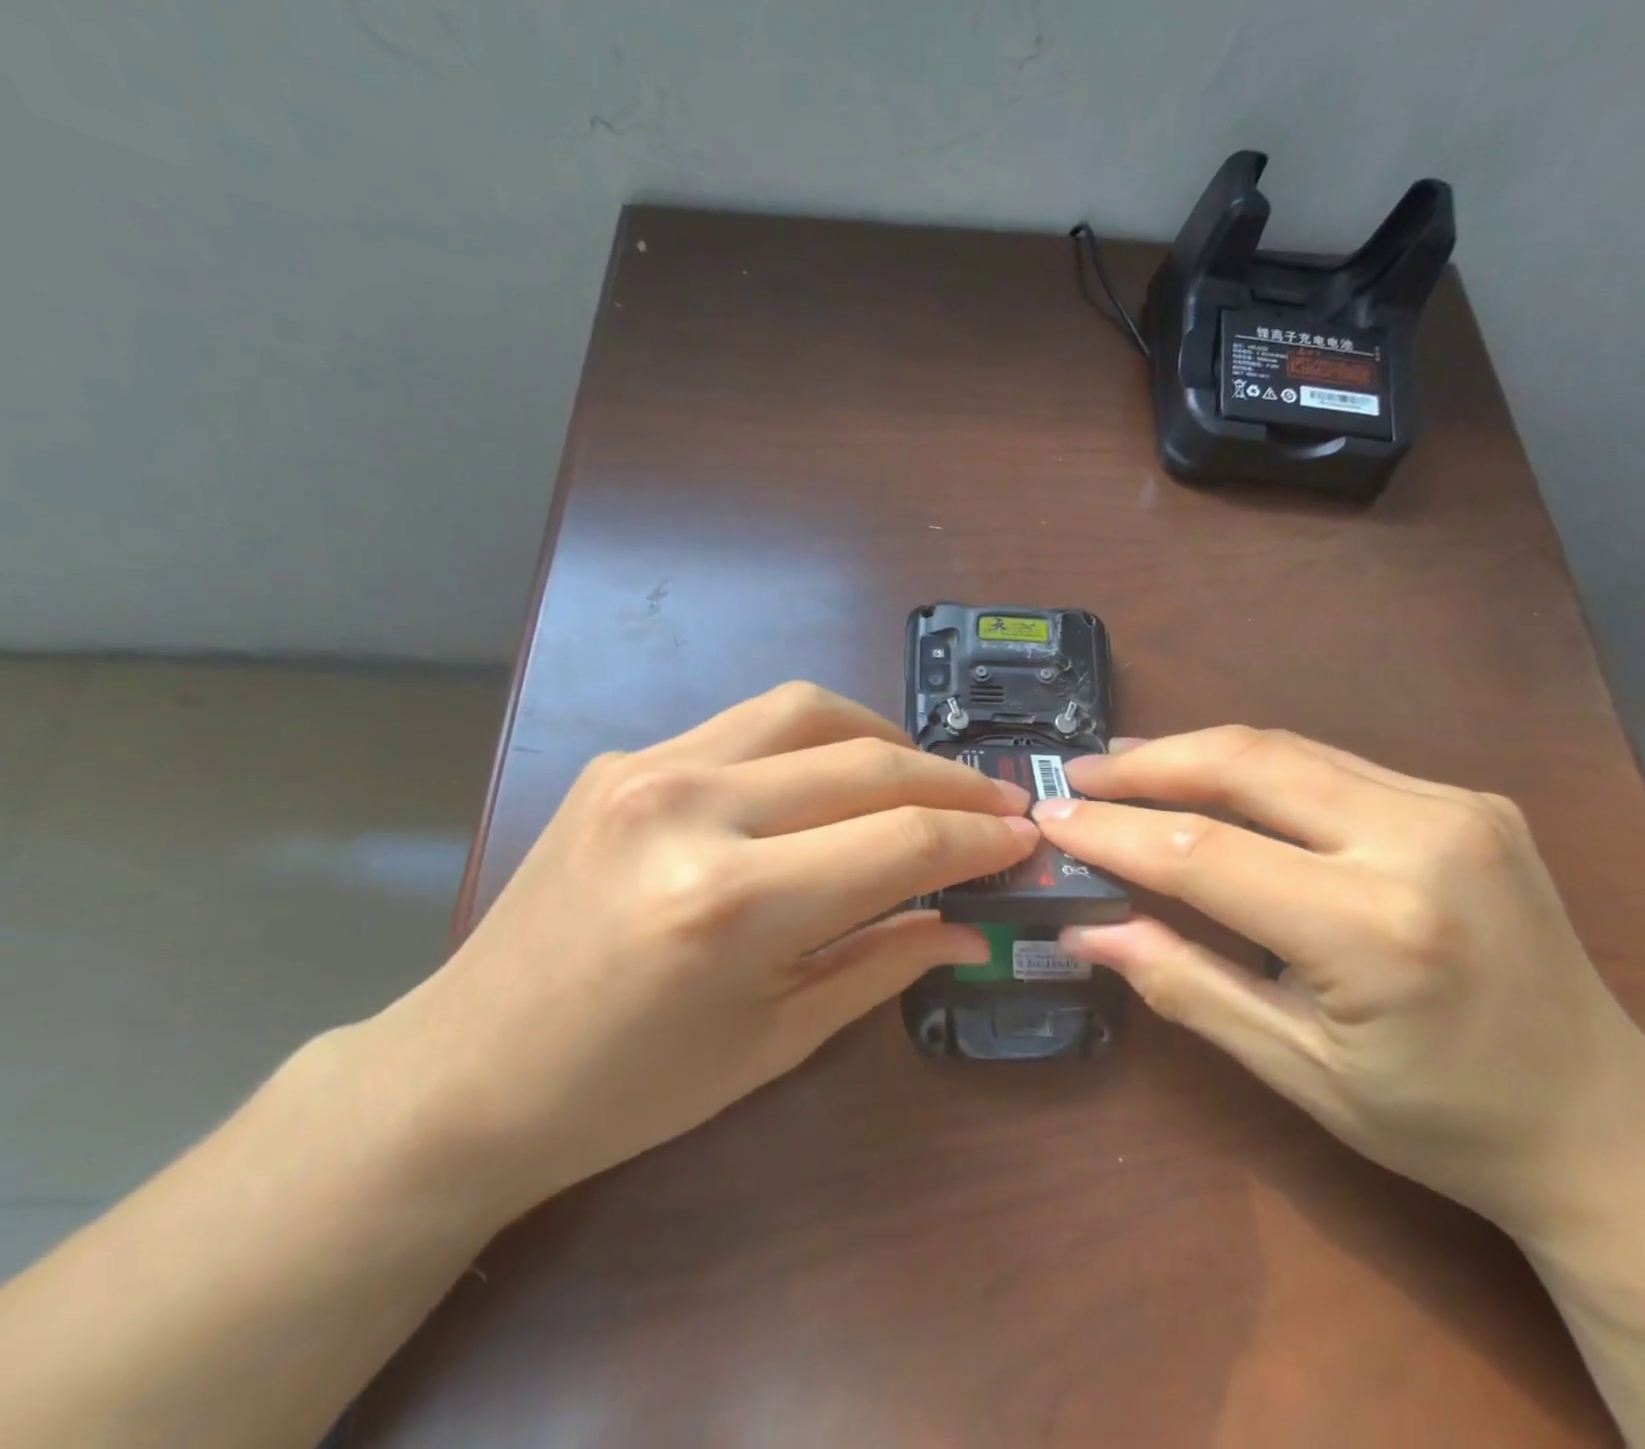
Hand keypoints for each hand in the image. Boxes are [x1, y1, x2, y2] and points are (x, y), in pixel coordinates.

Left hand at [366, 682, 1036, 1210]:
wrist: (466, 1071)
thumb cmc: (629, 1089)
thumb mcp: (775, 1040)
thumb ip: (884, 964)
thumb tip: (969, 925)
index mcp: (732, 904)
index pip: (899, 844)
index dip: (977, 840)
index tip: (1023, 840)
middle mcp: (691, 809)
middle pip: (866, 764)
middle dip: (951, 785)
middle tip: (998, 806)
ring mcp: (649, 767)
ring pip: (809, 711)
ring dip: (886, 739)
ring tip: (924, 779)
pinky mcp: (625, 758)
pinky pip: (749, 724)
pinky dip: (815, 739)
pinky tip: (832, 778)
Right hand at [1033, 727, 1644, 1234]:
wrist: (1610, 1126)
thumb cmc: (1442, 1122)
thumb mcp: (1296, 1069)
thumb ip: (1185, 984)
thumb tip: (1088, 931)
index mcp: (1377, 930)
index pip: (1205, 853)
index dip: (1114, 830)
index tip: (1051, 817)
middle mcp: (1421, 841)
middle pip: (1246, 764)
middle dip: (1148, 764)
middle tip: (1080, 772)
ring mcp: (1453, 806)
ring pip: (1285, 748)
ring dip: (1193, 753)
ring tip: (1125, 767)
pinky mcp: (1464, 798)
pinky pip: (1328, 763)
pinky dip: (1252, 765)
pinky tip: (1210, 779)